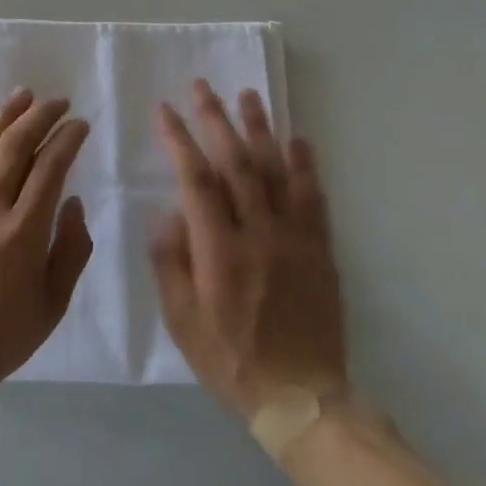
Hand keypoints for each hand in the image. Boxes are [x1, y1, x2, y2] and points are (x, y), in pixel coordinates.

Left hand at [0, 90, 92, 401]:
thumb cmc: (1, 336)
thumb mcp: (53, 305)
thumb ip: (71, 250)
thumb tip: (73, 203)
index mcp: (24, 232)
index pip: (50, 167)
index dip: (68, 139)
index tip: (80, 125)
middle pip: (16, 145)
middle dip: (41, 116)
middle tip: (58, 102)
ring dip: (5, 116)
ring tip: (23, 96)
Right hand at [150, 81, 346, 421]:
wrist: (301, 398)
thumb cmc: (230, 360)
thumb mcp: (181, 320)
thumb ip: (170, 261)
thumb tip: (168, 212)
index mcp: (219, 251)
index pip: (196, 179)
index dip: (179, 140)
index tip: (165, 110)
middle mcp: (258, 234)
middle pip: (236, 163)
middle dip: (216, 119)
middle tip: (202, 87)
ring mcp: (294, 238)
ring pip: (276, 170)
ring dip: (260, 129)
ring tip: (248, 96)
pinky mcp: (320, 249)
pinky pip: (313, 197)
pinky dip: (305, 164)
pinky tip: (298, 139)